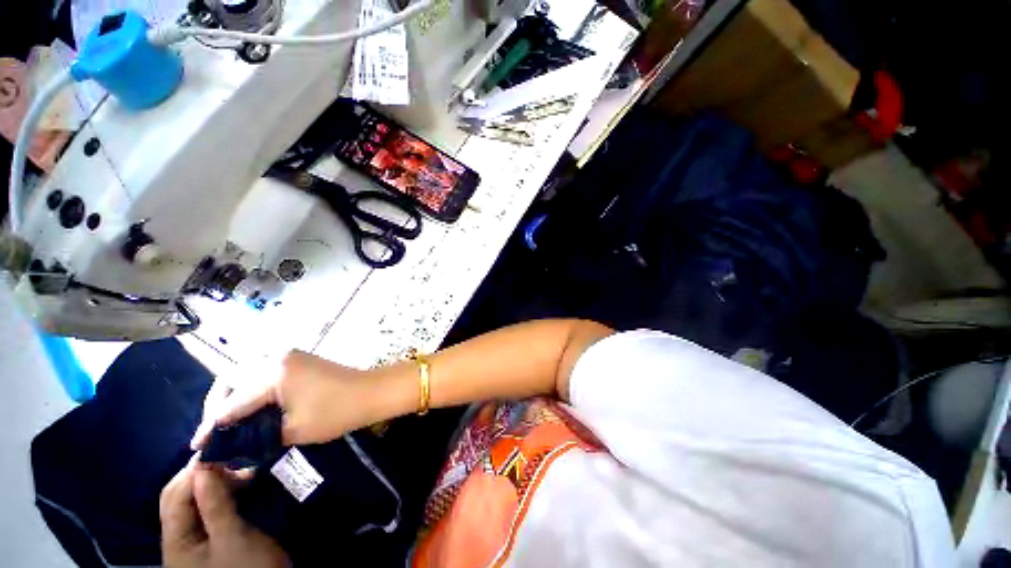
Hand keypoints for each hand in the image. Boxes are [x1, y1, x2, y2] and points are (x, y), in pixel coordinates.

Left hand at [160, 458, 288, 567]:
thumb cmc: (247, 567)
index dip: (194, 471)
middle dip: (203, 475)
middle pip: (179, 498)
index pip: (174, 496)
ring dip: (216, 483)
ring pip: (194, 502)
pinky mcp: (210, 538)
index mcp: (175, 541)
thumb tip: (205, 465)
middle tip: (235, 461)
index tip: (223, 449)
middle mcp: (178, 538)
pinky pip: (208, 509)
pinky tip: (241, 487)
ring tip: (244, 473)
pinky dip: (222, 494)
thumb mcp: (233, 537)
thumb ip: (214, 503)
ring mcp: (194, 539)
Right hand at [192, 351, 385, 448]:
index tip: (197, 447)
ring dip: (233, 396)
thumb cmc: (337, 412)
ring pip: (246, 374)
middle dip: (218, 405)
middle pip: (232, 380)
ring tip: (228, 423)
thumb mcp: (294, 430)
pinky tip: (251, 408)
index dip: (212, 427)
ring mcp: (289, 356)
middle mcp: (277, 358)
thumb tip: (233, 444)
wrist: (372, 392)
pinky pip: (263, 373)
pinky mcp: (298, 360)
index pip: (232, 403)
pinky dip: (251, 389)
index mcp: (274, 374)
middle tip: (214, 433)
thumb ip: (258, 435)